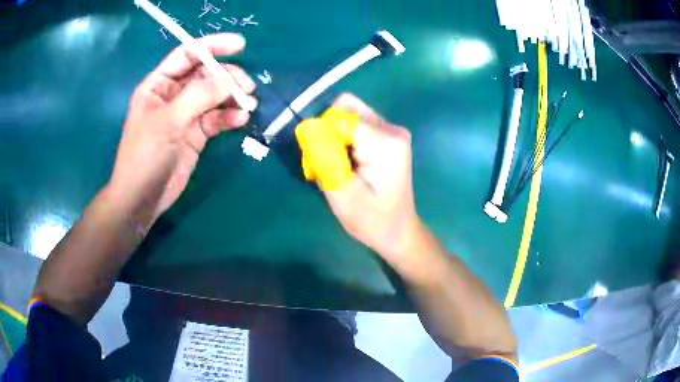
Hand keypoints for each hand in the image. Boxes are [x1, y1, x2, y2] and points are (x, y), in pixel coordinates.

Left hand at [108, 33, 255, 228]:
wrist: (142, 199)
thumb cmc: (145, 156)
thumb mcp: (168, 121)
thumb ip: (198, 96)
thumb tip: (230, 79)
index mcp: (158, 85)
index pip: (187, 55)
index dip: (212, 47)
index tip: (240, 45)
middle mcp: (173, 95)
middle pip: (205, 75)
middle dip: (227, 77)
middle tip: (246, 87)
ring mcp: (185, 115)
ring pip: (214, 96)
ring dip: (232, 97)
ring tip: (248, 104)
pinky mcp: (196, 134)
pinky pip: (216, 119)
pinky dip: (229, 117)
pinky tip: (240, 120)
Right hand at [323, 94, 424, 266]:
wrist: (398, 230)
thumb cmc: (371, 220)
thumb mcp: (342, 194)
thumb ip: (325, 158)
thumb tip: (308, 127)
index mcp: (385, 142)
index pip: (340, 117)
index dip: (322, 135)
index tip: (321, 161)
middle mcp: (391, 128)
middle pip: (345, 108)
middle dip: (328, 132)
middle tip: (329, 163)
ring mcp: (392, 130)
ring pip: (348, 114)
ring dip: (335, 136)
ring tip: (338, 166)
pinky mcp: (388, 135)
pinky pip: (356, 124)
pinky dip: (343, 139)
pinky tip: (347, 163)